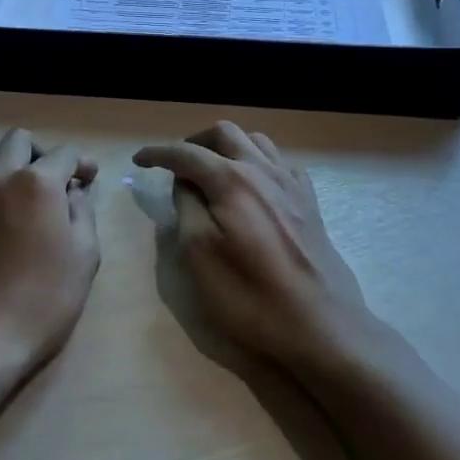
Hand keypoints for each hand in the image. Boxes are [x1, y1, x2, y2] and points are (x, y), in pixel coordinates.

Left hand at [0, 128, 101, 383]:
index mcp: (36, 183)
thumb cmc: (42, 299)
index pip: (64, 153)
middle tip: (58, 182)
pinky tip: (4, 214)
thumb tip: (74, 191)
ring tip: (27, 193)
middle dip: (43, 153)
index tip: (90, 180)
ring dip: (12, 162)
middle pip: (20, 141)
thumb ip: (82, 212)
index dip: (82, 163)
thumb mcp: (84, 256)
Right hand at [134, 122, 374, 374]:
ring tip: (211, 170)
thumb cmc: (250, 295)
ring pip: (256, 142)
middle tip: (176, 164)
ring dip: (227, 147)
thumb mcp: (199, 255)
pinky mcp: (310, 204)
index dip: (158, 153)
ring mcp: (292, 184)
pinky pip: (280, 163)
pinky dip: (257, 162)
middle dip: (195, 141)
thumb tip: (185, 183)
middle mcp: (263, 170)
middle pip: (225, 133)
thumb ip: (186, 208)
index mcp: (232, 180)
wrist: (321, 326)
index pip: (186, 153)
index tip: (138, 160)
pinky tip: (253, 186)